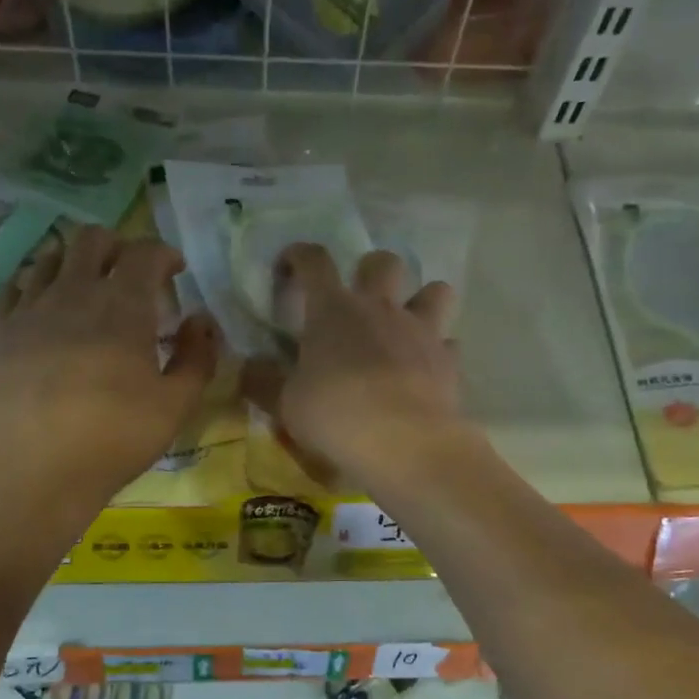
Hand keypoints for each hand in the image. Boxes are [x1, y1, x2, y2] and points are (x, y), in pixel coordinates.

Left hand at [0, 227, 217, 512]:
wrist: (33, 470)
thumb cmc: (114, 439)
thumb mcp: (176, 405)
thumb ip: (197, 357)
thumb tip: (201, 321)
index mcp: (123, 306)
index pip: (144, 252)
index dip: (164, 253)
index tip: (175, 270)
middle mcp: (73, 292)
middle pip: (93, 239)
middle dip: (118, 245)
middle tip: (131, 274)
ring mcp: (30, 308)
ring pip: (51, 256)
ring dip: (76, 261)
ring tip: (87, 287)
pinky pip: (15, 285)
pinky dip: (36, 284)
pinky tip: (43, 306)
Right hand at [243, 244, 464, 485]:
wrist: (404, 443)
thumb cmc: (335, 416)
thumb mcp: (286, 404)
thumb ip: (265, 381)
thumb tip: (249, 366)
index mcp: (333, 310)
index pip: (314, 261)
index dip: (298, 256)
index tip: (289, 266)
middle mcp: (380, 309)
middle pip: (383, 262)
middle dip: (370, 270)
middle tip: (359, 298)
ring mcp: (420, 331)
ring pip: (434, 290)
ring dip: (421, 299)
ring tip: (407, 324)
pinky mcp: (448, 361)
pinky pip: (448, 344)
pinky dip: (438, 352)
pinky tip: (426, 370)